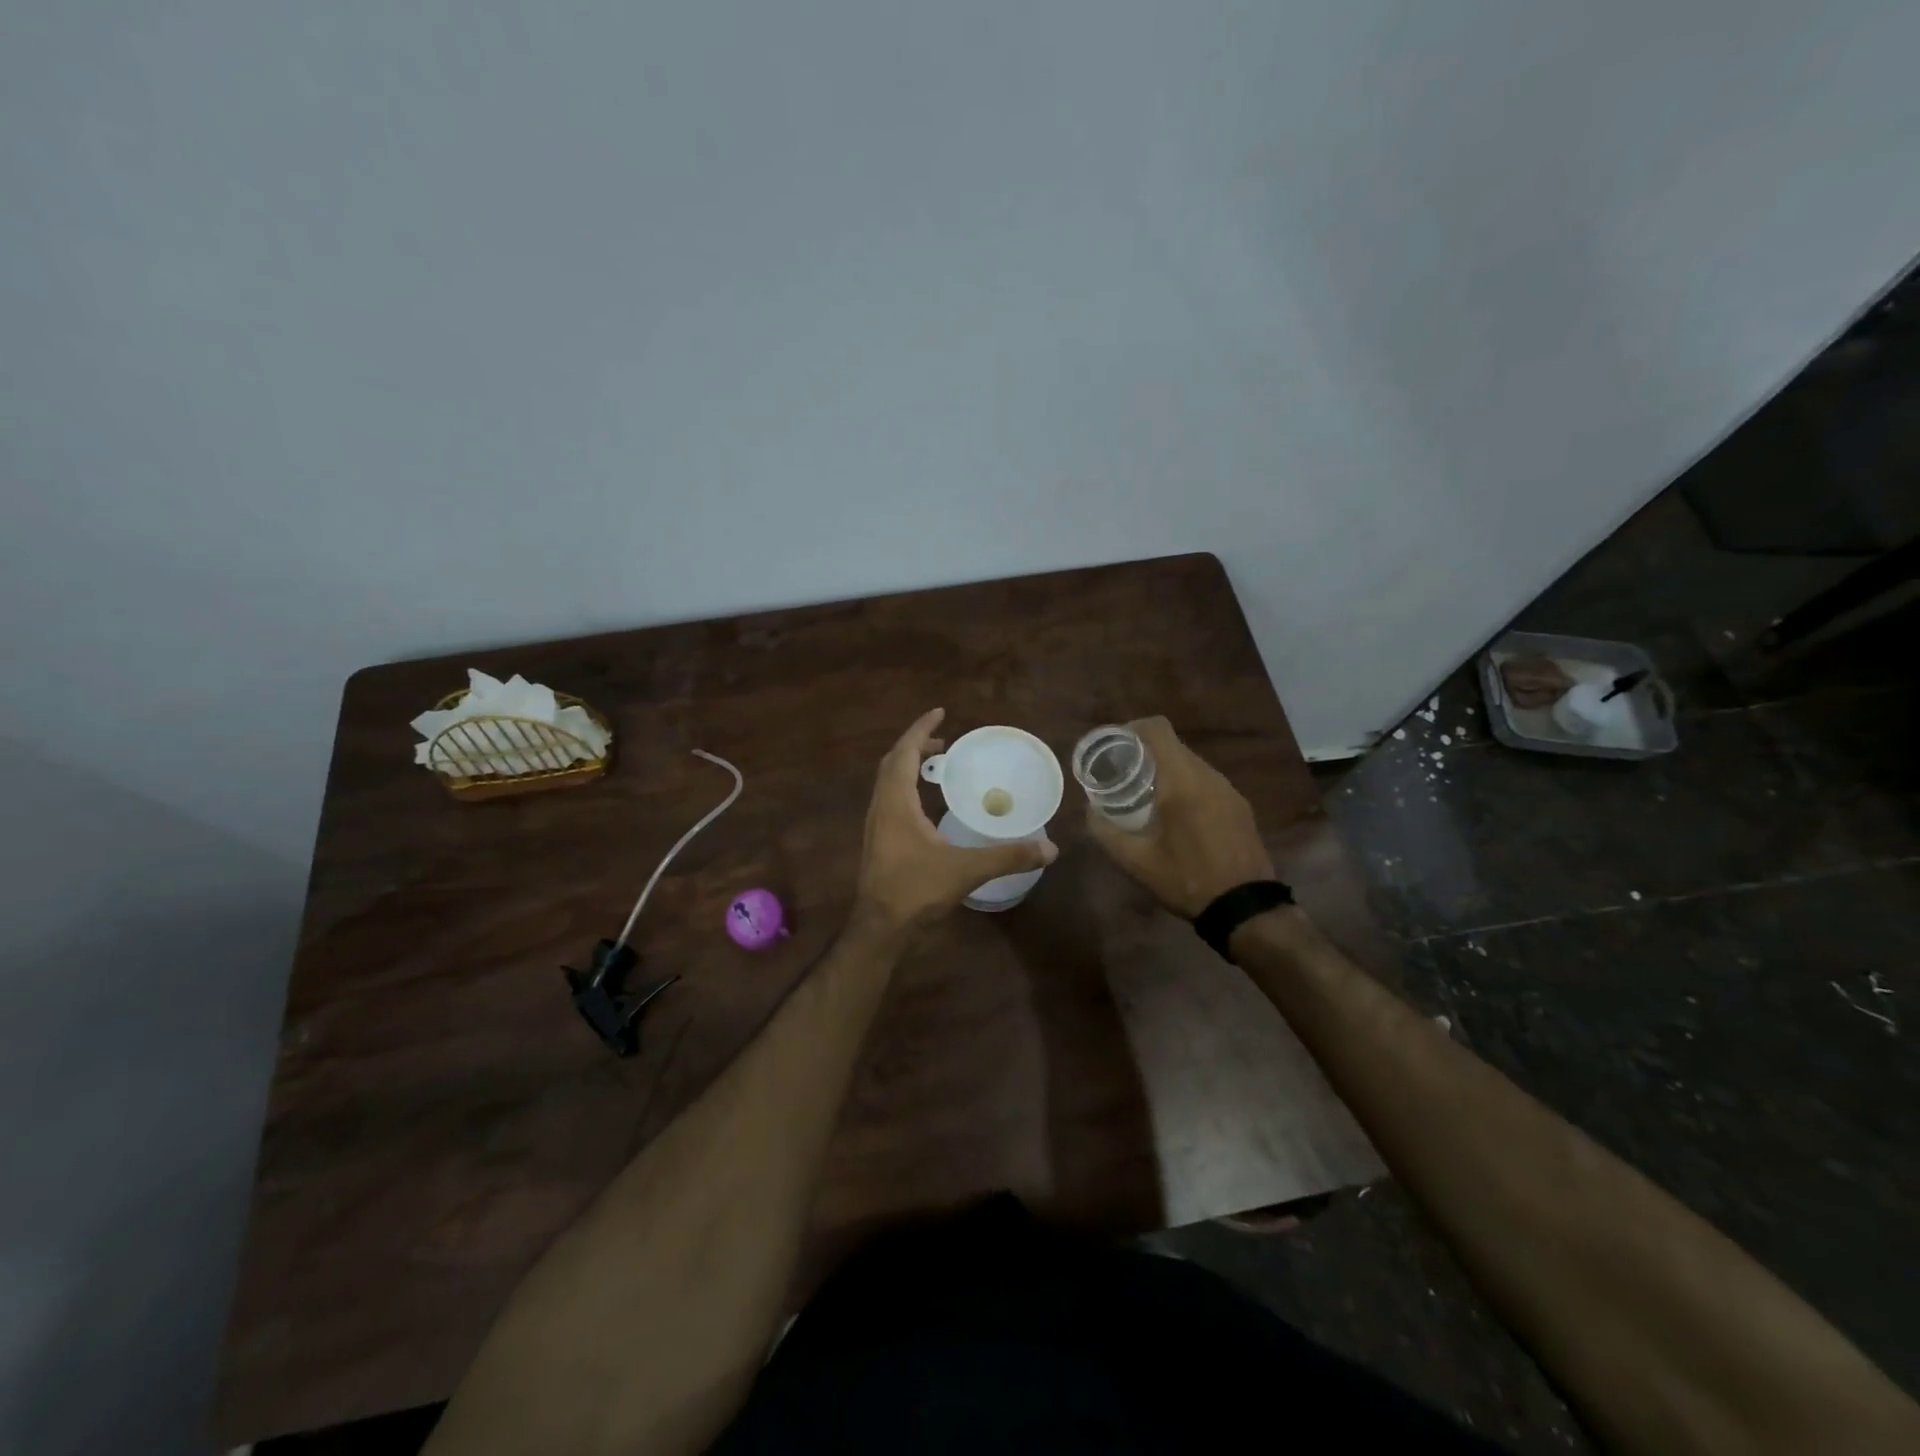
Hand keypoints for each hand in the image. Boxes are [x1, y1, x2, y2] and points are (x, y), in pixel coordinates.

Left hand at [854, 709, 1057, 933]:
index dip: (920, 729)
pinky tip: (926, 805)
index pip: (904, 752)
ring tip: (936, 765)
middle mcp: (881, 806)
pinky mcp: (877, 840)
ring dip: (909, 766)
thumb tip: (1050, 848)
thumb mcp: (966, 870)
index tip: (940, 712)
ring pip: (888, 781)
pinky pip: (890, 798)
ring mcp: (875, 824)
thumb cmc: (916, 890)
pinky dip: (906, 786)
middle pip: (893, 762)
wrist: (880, 927)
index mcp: (896, 802)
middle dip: (916, 745)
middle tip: (944, 740)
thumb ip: (1008, 856)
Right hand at [1084, 717, 1274, 917]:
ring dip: (1166, 770)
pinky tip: (1175, 815)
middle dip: (1144, 753)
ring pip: (1191, 763)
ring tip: (1145, 795)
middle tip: (1121, 775)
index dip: (1131, 729)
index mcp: (1182, 782)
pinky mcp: (1239, 806)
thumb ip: (1105, 832)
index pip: (1157, 729)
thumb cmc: (1187, 880)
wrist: (1246, 909)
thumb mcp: (1136, 862)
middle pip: (1173, 746)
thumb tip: (1089, 810)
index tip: (1113, 747)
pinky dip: (1186, 785)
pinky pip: (1206, 781)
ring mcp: (1229, 790)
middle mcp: (1208, 776)